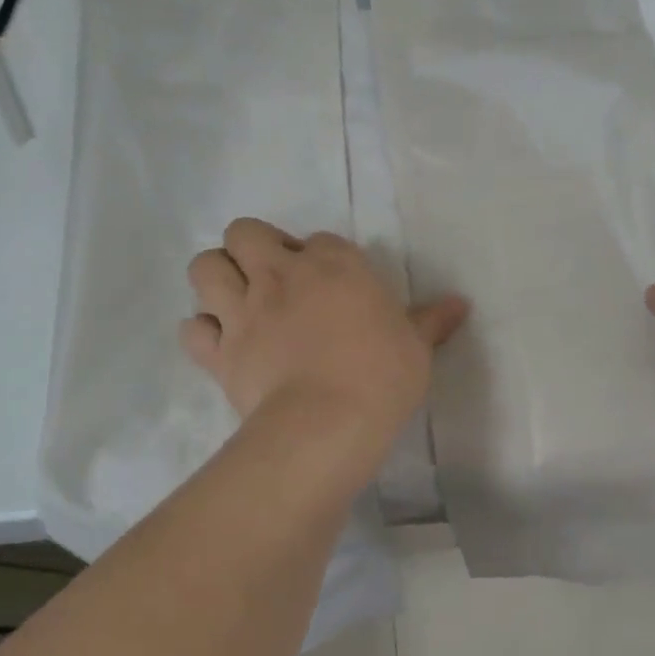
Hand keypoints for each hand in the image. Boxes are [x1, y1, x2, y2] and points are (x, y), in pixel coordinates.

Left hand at [182, 220, 469, 434]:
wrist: (327, 423)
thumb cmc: (381, 376)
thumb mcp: (416, 346)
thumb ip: (431, 320)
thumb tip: (462, 303)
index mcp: (333, 265)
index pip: (320, 239)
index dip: (322, 256)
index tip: (333, 282)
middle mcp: (280, 275)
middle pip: (245, 232)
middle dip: (253, 247)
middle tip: (273, 277)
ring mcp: (243, 311)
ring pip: (204, 267)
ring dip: (218, 277)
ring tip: (238, 300)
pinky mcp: (220, 352)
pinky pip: (192, 329)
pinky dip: (203, 332)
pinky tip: (222, 343)